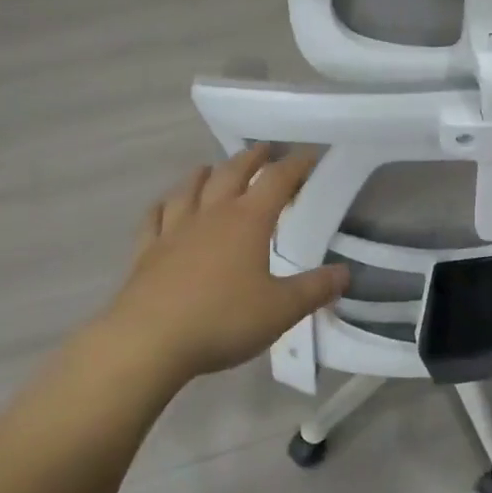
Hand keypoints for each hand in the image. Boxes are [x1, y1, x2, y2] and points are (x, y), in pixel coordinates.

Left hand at [87, 144, 348, 388]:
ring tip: (212, 168)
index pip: (277, 181)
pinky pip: (154, 218)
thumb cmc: (222, 320)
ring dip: (205, 174)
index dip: (296, 165)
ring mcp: (174, 231)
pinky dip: (163, 205)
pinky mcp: (146, 252)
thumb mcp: (281, 310)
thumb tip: (345, 274)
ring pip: (190, 189)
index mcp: (248, 221)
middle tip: (264, 150)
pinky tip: (165, 205)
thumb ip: (315, 289)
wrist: (148, 342)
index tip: (310, 156)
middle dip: (251, 159)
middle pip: (232, 174)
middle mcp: (211, 215)